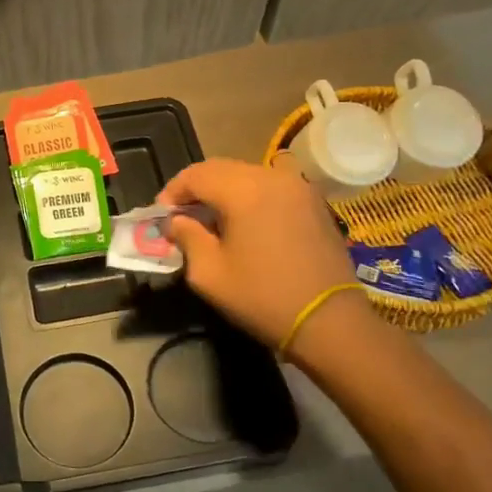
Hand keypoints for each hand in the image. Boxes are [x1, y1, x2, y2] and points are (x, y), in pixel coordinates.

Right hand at [158, 158, 359, 351]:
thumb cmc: (263, 298)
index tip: (160, 216)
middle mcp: (272, 177)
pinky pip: (271, 187)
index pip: (196, 175)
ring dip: (223, 191)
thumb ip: (186, 237)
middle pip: (221, 169)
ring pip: (247, 175)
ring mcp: (298, 187)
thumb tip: (176, 222)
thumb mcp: (209, 273)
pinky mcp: (314, 202)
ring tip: (211, 220)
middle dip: (196, 189)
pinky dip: (250, 196)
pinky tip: (244, 223)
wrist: (330, 322)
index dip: (172, 192)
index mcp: (244, 190)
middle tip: (181, 216)